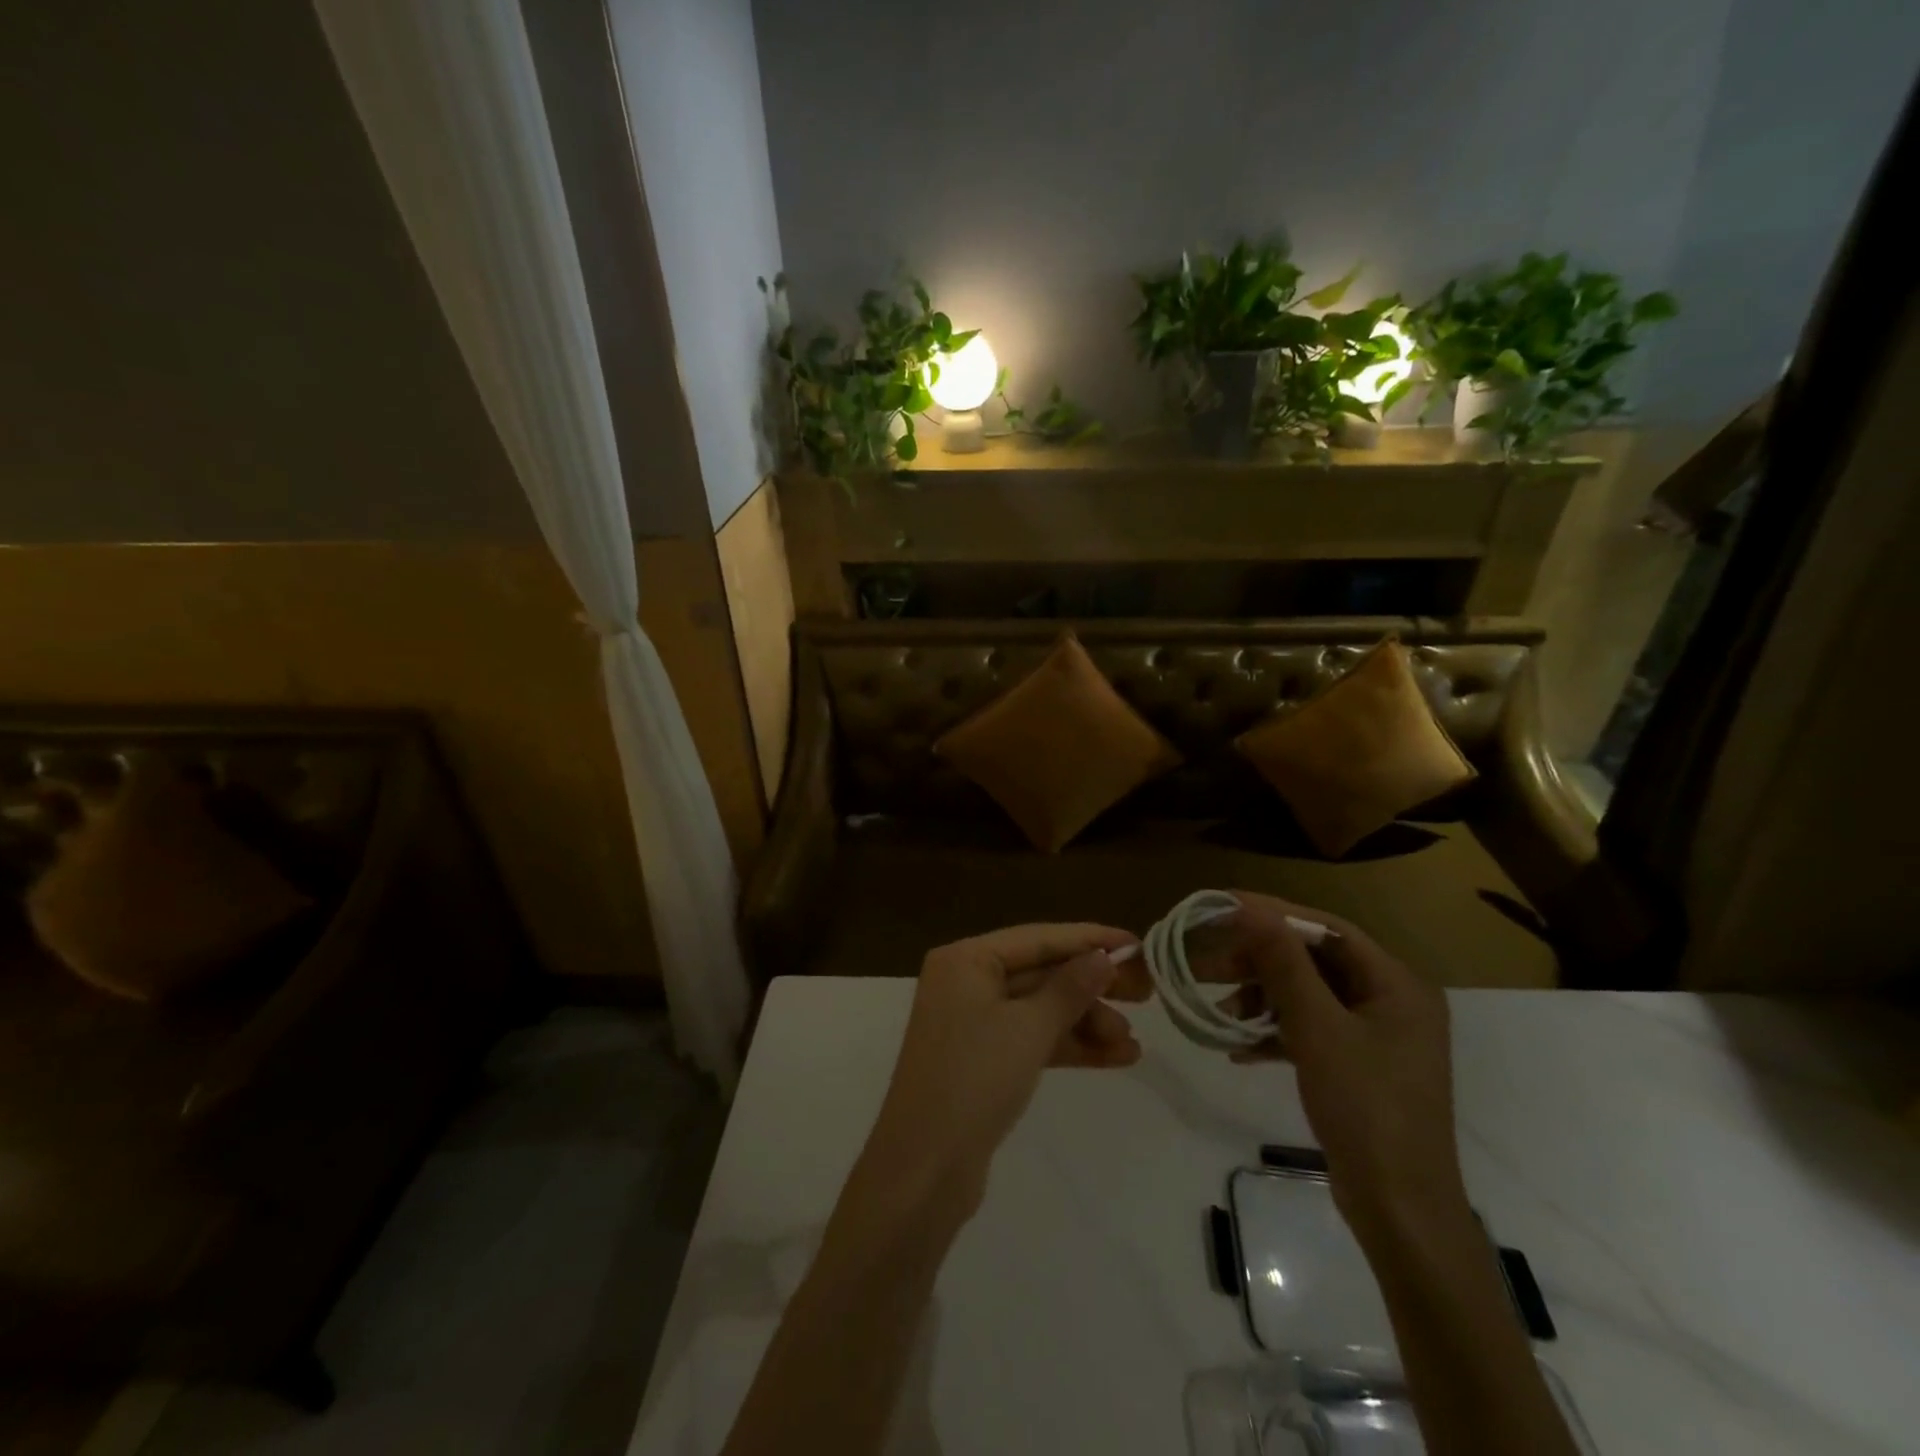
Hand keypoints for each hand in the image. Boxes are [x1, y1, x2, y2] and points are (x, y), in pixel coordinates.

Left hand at [863, 923, 1138, 1215]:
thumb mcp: (1029, 1028)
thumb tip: (1103, 955)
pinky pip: (1033, 1039)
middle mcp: (966, 981)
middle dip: (1092, 986)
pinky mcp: (982, 1059)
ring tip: (1132, 1044)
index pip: (1038, 938)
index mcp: (966, 959)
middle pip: (1041, 972)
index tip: (1138, 944)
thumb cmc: (974, 1080)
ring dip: (1086, 1022)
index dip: (1089, 939)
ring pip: (1040, 1009)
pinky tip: (1115, 1058)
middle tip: (1145, 994)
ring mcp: (973, 1022)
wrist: (924, 1169)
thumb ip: (1070, 988)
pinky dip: (1070, 1046)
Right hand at [1227, 894, 1471, 1248]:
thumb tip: (1252, 910)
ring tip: (1219, 1012)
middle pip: (1314, 961)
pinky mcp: (1358, 1066)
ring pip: (1307, 996)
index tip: (1221, 907)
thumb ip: (1284, 965)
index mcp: (1397, 984)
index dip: (1273, 914)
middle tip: (1206, 963)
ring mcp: (1375, 1036)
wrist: (1400, 1211)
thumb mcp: (1318, 1029)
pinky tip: (1237, 1049)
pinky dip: (1274, 1033)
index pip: (1327, 929)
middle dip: (1259, 962)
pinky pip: (1310, 1030)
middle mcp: (1391, 1001)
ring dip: (1261, 1000)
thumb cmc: (1366, 1109)